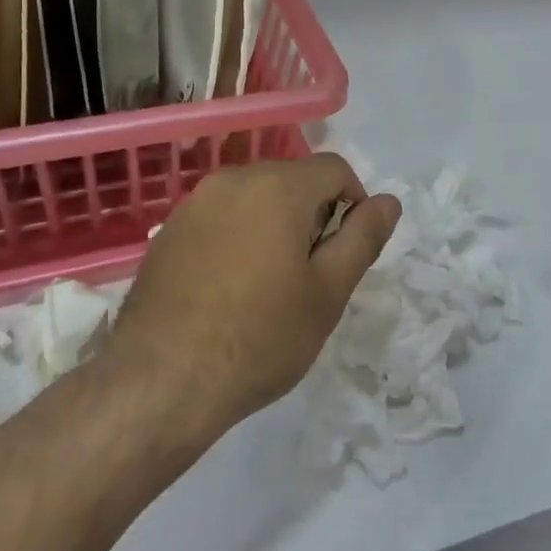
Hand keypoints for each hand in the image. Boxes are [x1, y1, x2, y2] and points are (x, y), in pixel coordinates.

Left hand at [106, 154, 400, 442]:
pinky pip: (219, 219)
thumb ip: (363, 238)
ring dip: (273, 227)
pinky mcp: (167, 232)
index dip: (353, 204)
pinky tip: (228, 290)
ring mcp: (193, 204)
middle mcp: (233, 180)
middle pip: (292, 180)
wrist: (162, 382)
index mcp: (278, 187)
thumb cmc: (260, 337)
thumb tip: (388, 202)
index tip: (344, 253)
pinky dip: (236, 238)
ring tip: (268, 285)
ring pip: (254, 199)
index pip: (334, 169)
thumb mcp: (328, 292)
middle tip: (309, 276)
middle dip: (311, 216)